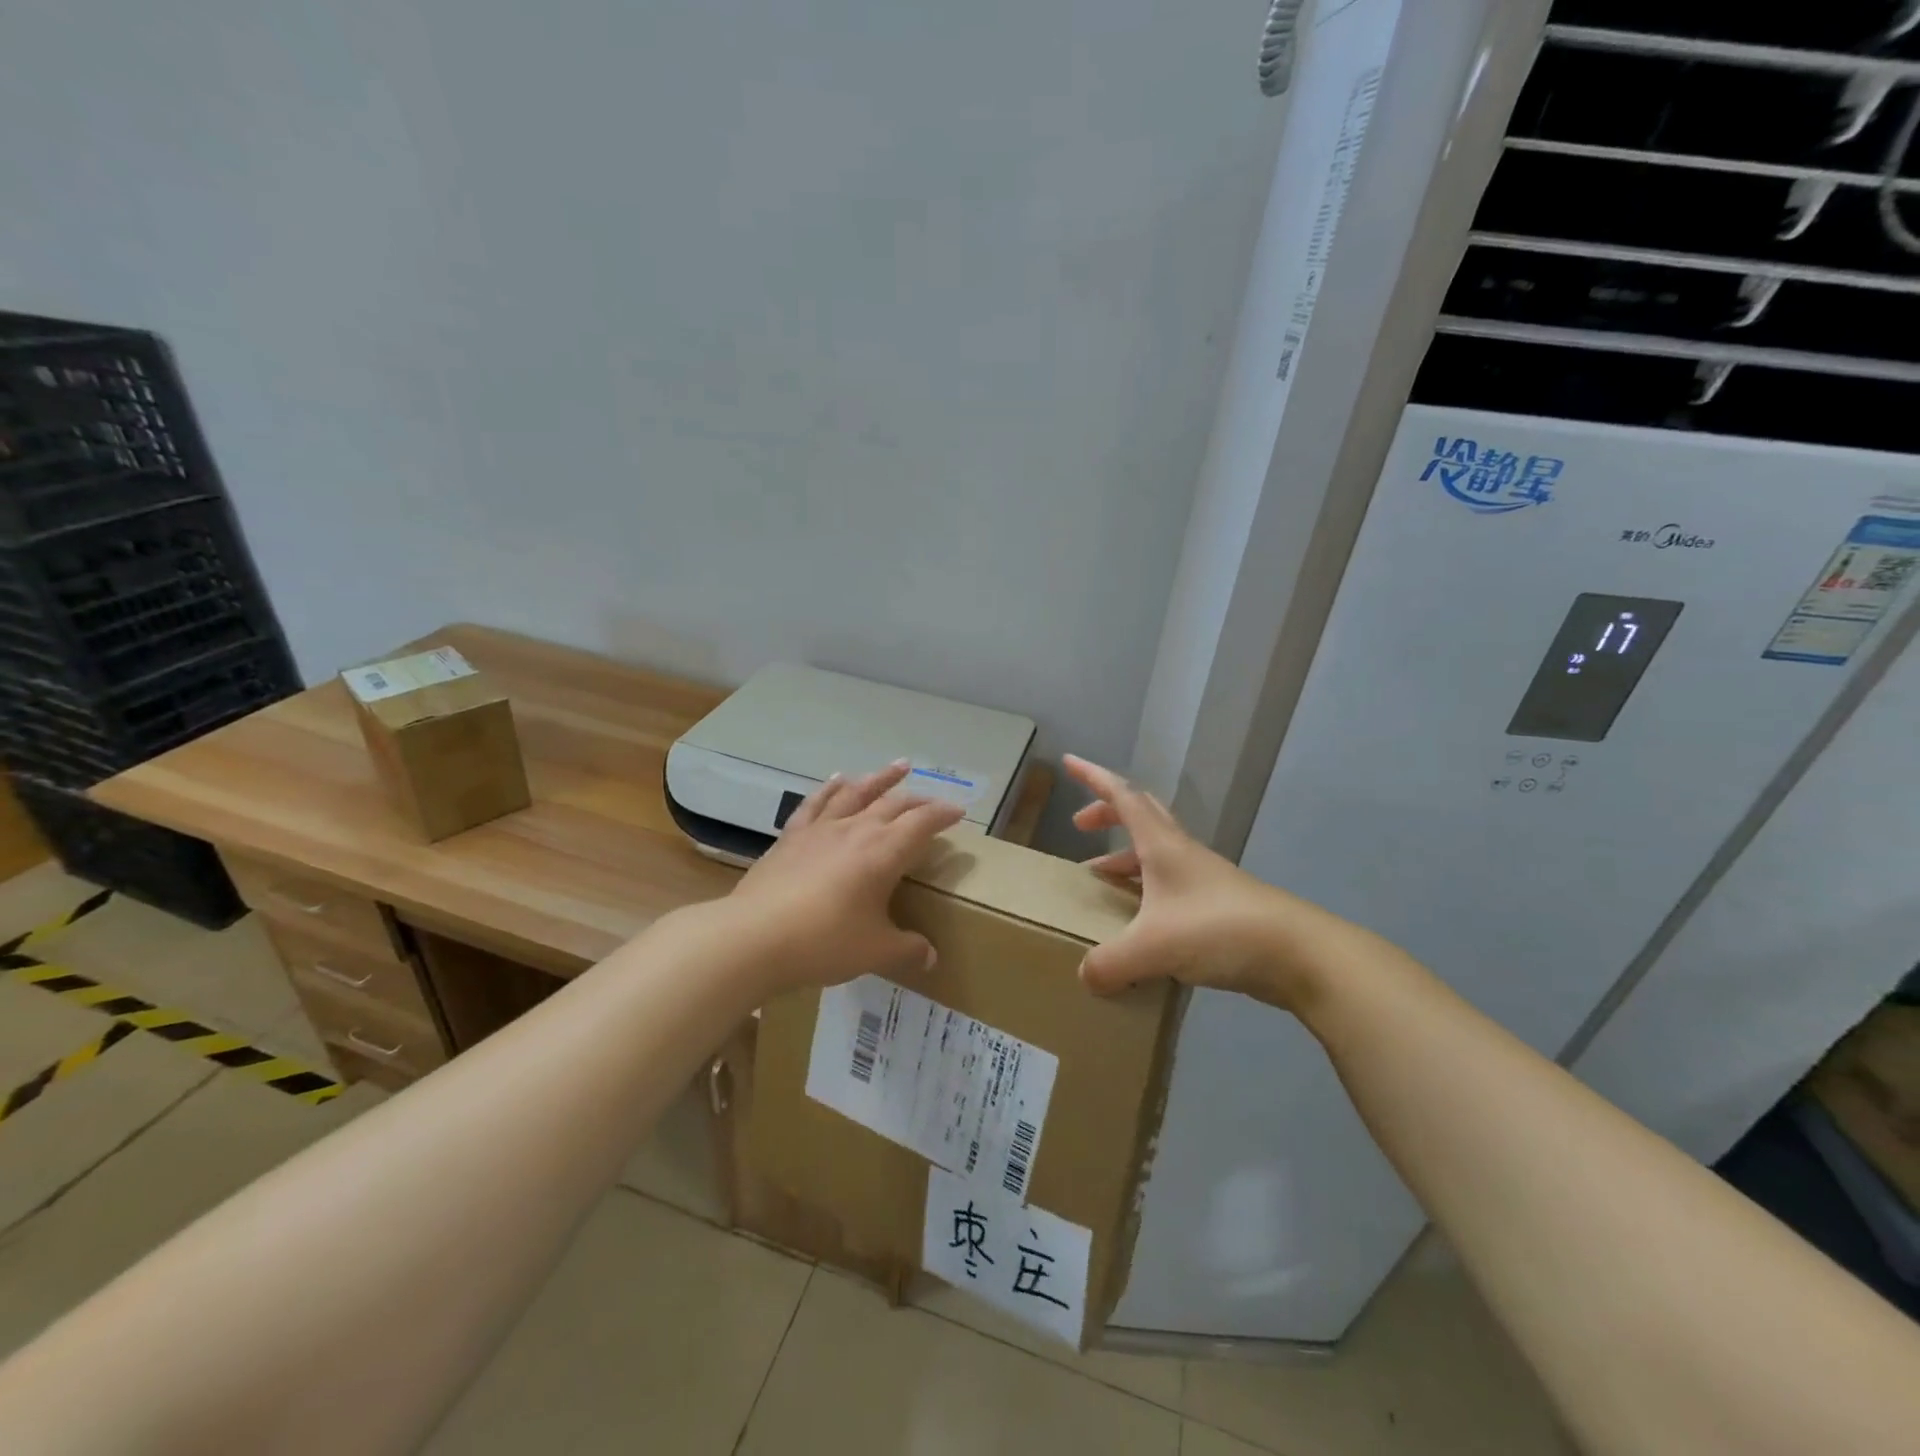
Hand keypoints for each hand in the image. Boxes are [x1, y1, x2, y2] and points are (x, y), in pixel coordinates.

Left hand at [723, 761, 964, 996]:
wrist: (754, 937)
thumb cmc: (824, 942)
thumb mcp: (875, 951)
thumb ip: (906, 949)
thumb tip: (931, 957)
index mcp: (884, 853)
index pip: (922, 823)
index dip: (942, 814)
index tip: (958, 812)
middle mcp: (856, 830)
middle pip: (893, 803)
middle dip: (917, 799)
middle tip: (932, 800)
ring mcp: (821, 829)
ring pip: (857, 792)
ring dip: (880, 778)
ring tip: (898, 766)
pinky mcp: (792, 837)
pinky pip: (816, 803)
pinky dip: (831, 788)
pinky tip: (838, 779)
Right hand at [1065, 754, 1354, 1011]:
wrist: (1299, 954)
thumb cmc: (1220, 930)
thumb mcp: (1153, 947)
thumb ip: (1111, 962)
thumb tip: (1086, 976)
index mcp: (1163, 845)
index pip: (1122, 796)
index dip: (1094, 777)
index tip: (1069, 762)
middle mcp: (1182, 853)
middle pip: (1141, 815)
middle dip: (1107, 813)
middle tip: (1080, 825)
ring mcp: (1203, 879)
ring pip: (1155, 851)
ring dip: (1124, 855)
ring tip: (1099, 877)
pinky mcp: (1217, 906)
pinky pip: (1169, 885)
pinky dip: (1144, 890)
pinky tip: (1137, 923)